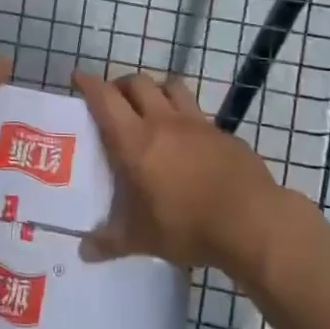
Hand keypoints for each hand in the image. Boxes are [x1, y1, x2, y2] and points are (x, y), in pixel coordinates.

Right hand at [73, 70, 283, 274]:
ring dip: (155, 89)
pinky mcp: (222, 133)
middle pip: (137, 83)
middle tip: (114, 98)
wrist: (252, 222)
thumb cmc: (187, 226)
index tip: (78, 76)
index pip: (105, 99)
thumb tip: (84, 252)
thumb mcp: (142, 239)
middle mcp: (162, 122)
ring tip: (150, 106)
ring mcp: (196, 123)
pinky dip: (185, 115)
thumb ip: (110, 242)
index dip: (89, 83)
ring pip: (170, 87)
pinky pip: (197, 112)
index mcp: (134, 141)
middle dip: (121, 84)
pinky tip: (187, 139)